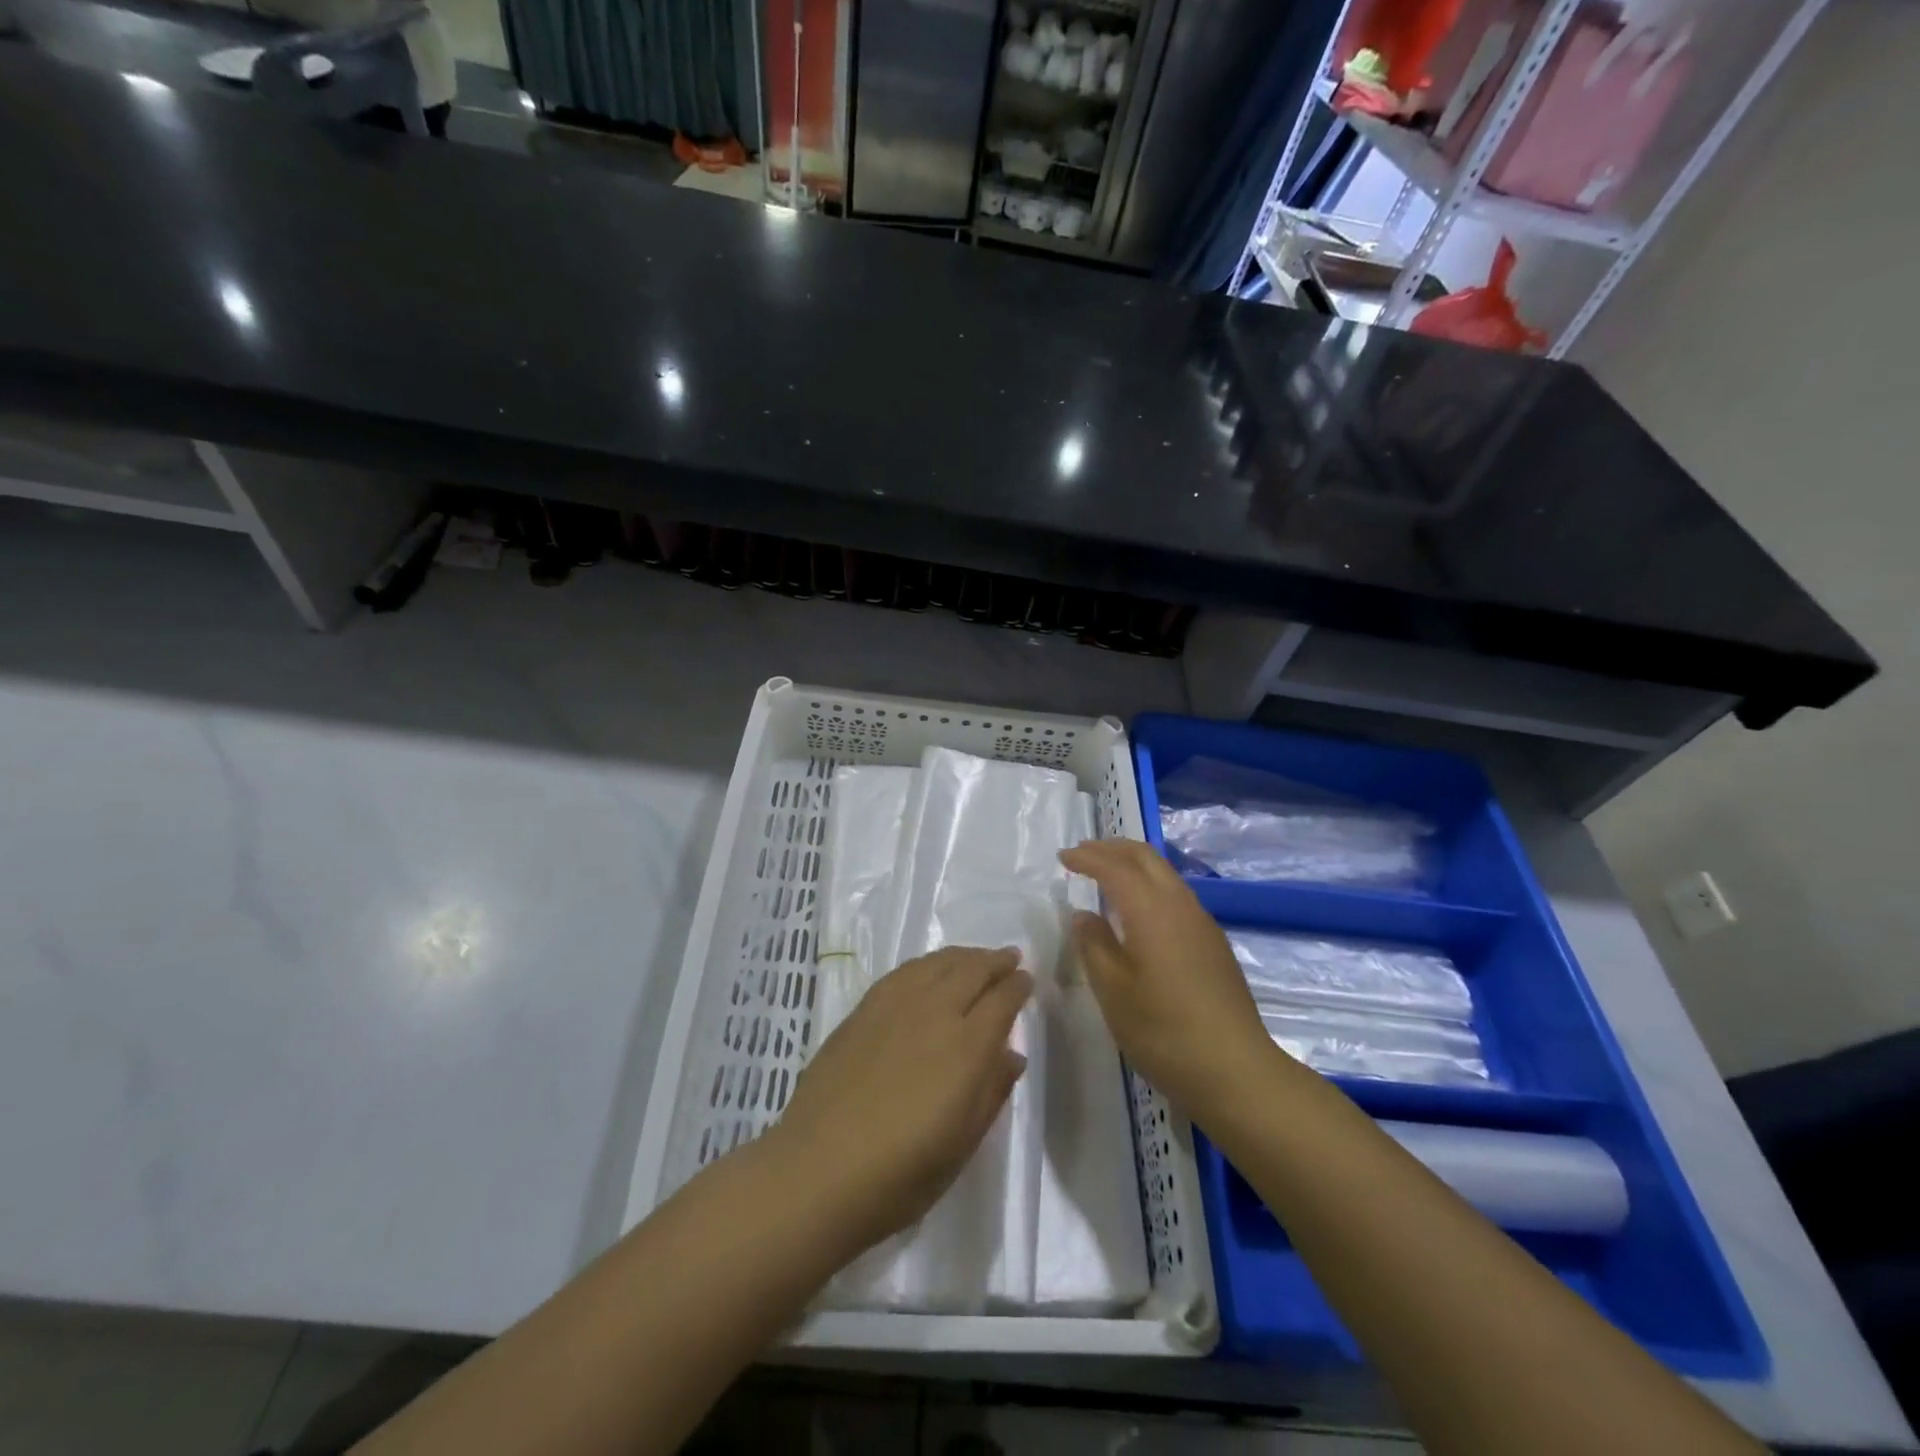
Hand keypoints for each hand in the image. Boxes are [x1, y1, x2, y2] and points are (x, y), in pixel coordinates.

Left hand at [769, 946, 1031, 1261]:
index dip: (1017, 987)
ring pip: (938, 963)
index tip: (1027, 980)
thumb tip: (1012, 1055)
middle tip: (1010, 957)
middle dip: (995, 962)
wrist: (818, 1170)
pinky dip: (927, 963)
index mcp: (966, 1047)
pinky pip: (905, 971)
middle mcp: (934, 1013)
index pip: (1001, 1001)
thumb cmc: (900, 1174)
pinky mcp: (863, 1009)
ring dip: (963, 956)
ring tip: (976, 958)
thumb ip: (991, 1093)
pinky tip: (929, 969)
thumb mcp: (961, 1145)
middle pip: (972, 971)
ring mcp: (895, 1006)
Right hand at [1061, 839, 1280, 1125]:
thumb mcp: (1113, 990)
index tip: (1063, 857)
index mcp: (1152, 910)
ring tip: (1107, 875)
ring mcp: (1202, 923)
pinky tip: (1138, 911)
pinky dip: (1149, 886)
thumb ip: (1093, 945)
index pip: (1115, 868)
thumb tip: (1084, 915)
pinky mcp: (1213, 944)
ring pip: (1164, 874)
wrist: (1235, 1071)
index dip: (1087, 858)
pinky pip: (1176, 895)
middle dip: (1112, 848)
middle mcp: (1180, 905)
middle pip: (1146, 857)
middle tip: (1083, 853)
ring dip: (1133, 865)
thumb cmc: (1163, 1030)